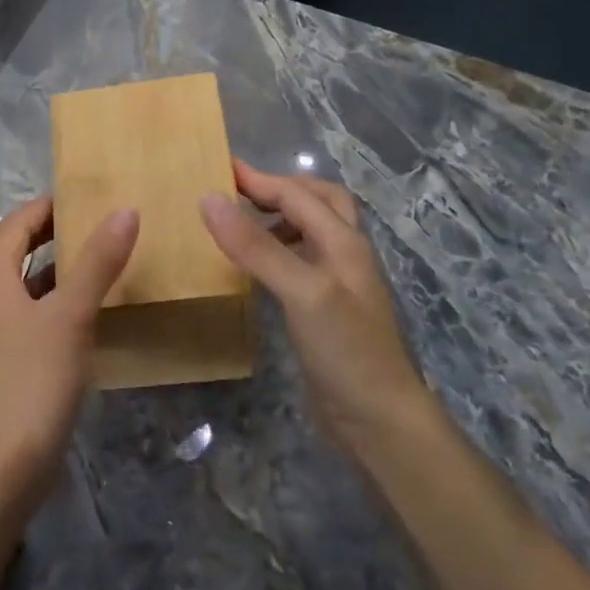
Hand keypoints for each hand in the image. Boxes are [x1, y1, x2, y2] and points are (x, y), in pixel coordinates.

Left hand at [0, 197, 139, 502]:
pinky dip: (59, 307)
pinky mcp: (5, 365)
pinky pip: (33, 319)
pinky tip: (92, 316)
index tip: (88, 196)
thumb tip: (124, 211)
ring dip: (60, 273)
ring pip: (27, 288)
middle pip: (18, 252)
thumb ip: (97, 263)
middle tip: (103, 224)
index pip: (16, 224)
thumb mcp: (70, 316)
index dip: (48, 206)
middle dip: (56, 236)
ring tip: (105, 261)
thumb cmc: (31, 380)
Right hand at [200, 161, 429, 453]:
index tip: (219, 168)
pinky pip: (301, 263)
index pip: (298, 196)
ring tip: (242, 225)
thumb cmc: (345, 350)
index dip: (260, 180)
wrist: (379, 420)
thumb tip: (210, 199)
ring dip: (281, 218)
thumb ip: (256, 246)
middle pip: (319, 203)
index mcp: (343, 243)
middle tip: (240, 191)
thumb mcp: (301, 291)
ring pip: (312, 233)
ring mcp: (338, 285)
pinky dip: (278, 251)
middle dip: (281, 189)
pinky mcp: (326, 312)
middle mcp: (345, 256)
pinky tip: (256, 269)